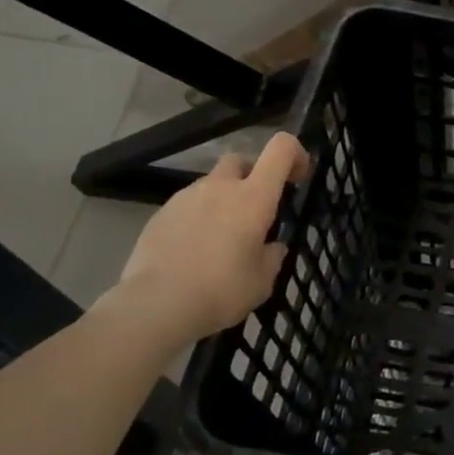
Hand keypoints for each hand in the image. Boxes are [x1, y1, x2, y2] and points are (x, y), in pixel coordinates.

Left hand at [97, 132, 310, 347]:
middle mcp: (220, 187)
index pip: (280, 149)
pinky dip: (198, 217)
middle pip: (241, 159)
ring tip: (222, 236)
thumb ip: (272, 255)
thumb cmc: (221, 290)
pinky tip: (194, 249)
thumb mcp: (263, 280)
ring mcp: (186, 197)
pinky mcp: (160, 213)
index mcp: (254, 197)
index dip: (295, 153)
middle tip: (256, 208)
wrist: (156, 305)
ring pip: (212, 184)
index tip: (297, 178)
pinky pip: (188, 205)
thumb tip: (271, 246)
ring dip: (223, 199)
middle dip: (253, 175)